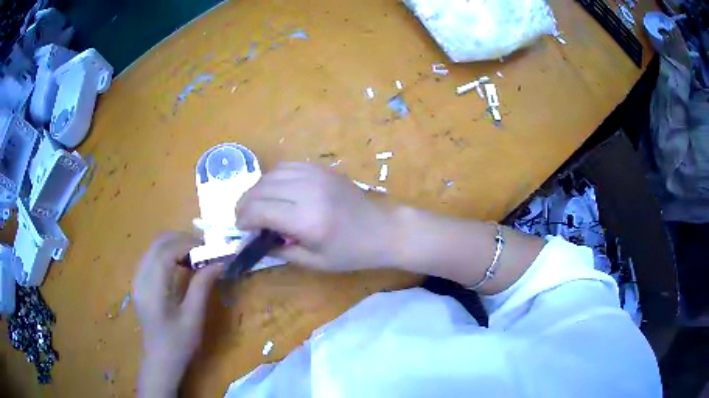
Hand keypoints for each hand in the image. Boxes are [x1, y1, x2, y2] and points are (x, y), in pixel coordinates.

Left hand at [133, 232, 222, 396]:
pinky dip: (168, 253)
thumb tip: (220, 261)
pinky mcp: (139, 282)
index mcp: (152, 288)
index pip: (166, 251)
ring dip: (176, 245)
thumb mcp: (194, 317)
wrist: (160, 360)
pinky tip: (181, 265)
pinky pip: (152, 256)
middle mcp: (140, 277)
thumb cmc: (178, 343)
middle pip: (158, 243)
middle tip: (205, 250)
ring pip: (155, 246)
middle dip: (183, 240)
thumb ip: (202, 286)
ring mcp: (137, 278)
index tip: (210, 249)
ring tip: (196, 257)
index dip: (189, 244)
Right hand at [236, 162, 396, 270]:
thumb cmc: (350, 252)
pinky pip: (287, 166)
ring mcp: (316, 175)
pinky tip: (273, 190)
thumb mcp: (314, 262)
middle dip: (244, 204)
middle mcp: (308, 192)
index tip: (239, 228)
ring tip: (255, 205)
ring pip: (271, 174)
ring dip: (257, 189)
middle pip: (261, 189)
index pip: (260, 211)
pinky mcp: (322, 168)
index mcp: (307, 221)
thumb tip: (254, 239)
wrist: (383, 229)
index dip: (244, 219)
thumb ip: (280, 250)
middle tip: (242, 217)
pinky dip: (273, 177)